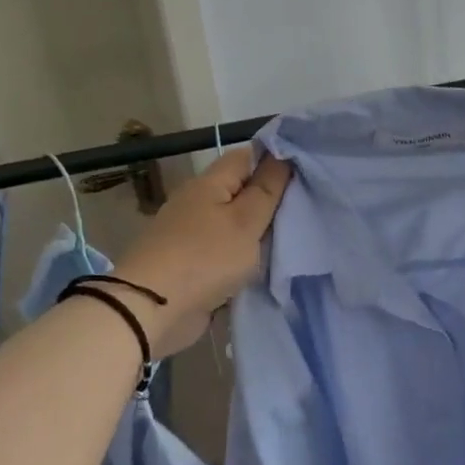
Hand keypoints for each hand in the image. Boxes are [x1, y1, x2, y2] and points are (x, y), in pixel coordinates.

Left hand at [111, 148, 290, 357]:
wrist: (153, 309)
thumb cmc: (205, 258)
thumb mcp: (246, 221)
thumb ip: (267, 189)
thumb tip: (283, 155)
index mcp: (209, 184)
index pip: (247, 157)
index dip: (277, 160)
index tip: (309, 175)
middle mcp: (198, 203)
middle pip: (243, 192)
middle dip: (273, 200)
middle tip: (310, 209)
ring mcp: (193, 234)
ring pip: (237, 224)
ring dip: (261, 232)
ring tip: (296, 237)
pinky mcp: (193, 263)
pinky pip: (228, 251)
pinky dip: (246, 255)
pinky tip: (269, 264)